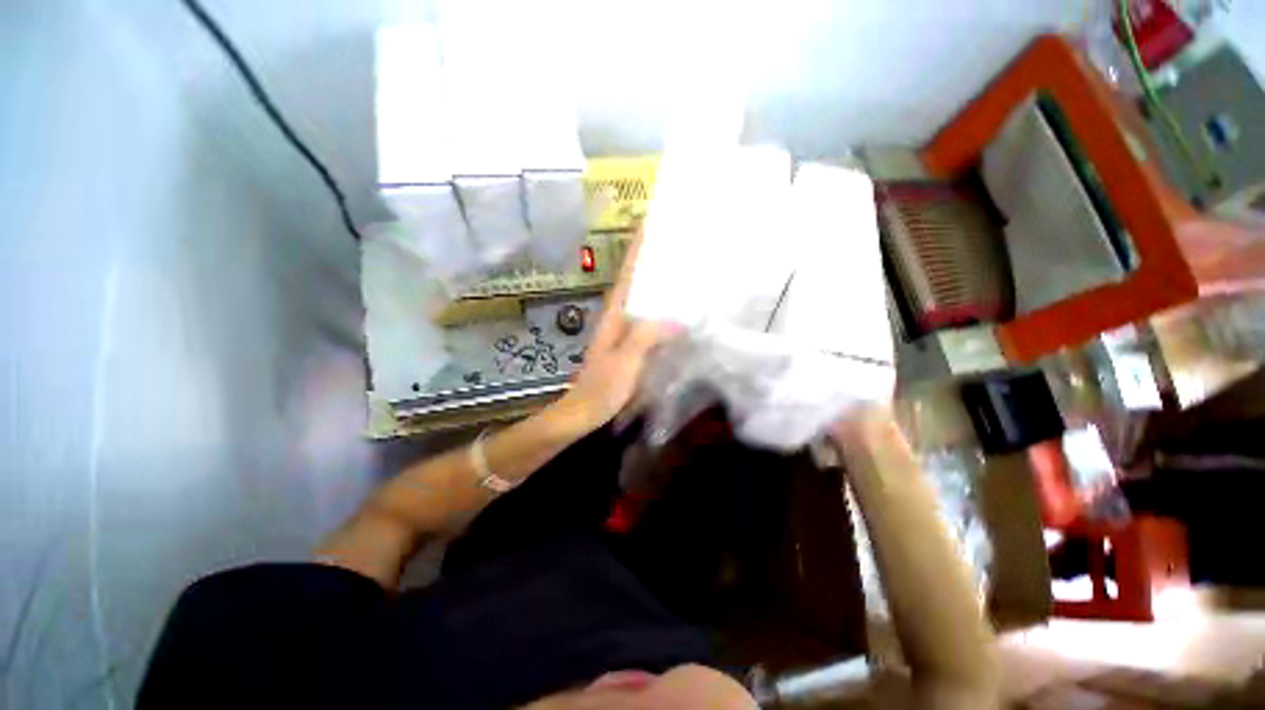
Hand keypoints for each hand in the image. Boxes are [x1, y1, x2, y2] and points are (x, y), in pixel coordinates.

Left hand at [545, 223, 672, 435]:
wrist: (585, 412)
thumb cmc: (602, 387)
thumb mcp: (625, 361)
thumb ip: (647, 336)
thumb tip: (677, 317)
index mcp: (614, 315)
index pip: (628, 275)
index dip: (637, 250)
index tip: (649, 224)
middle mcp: (618, 318)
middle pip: (636, 283)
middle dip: (652, 262)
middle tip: (679, 246)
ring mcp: (623, 333)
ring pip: (643, 301)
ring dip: (658, 286)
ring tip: (685, 272)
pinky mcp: (630, 348)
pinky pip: (648, 322)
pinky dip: (662, 313)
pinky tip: (679, 314)